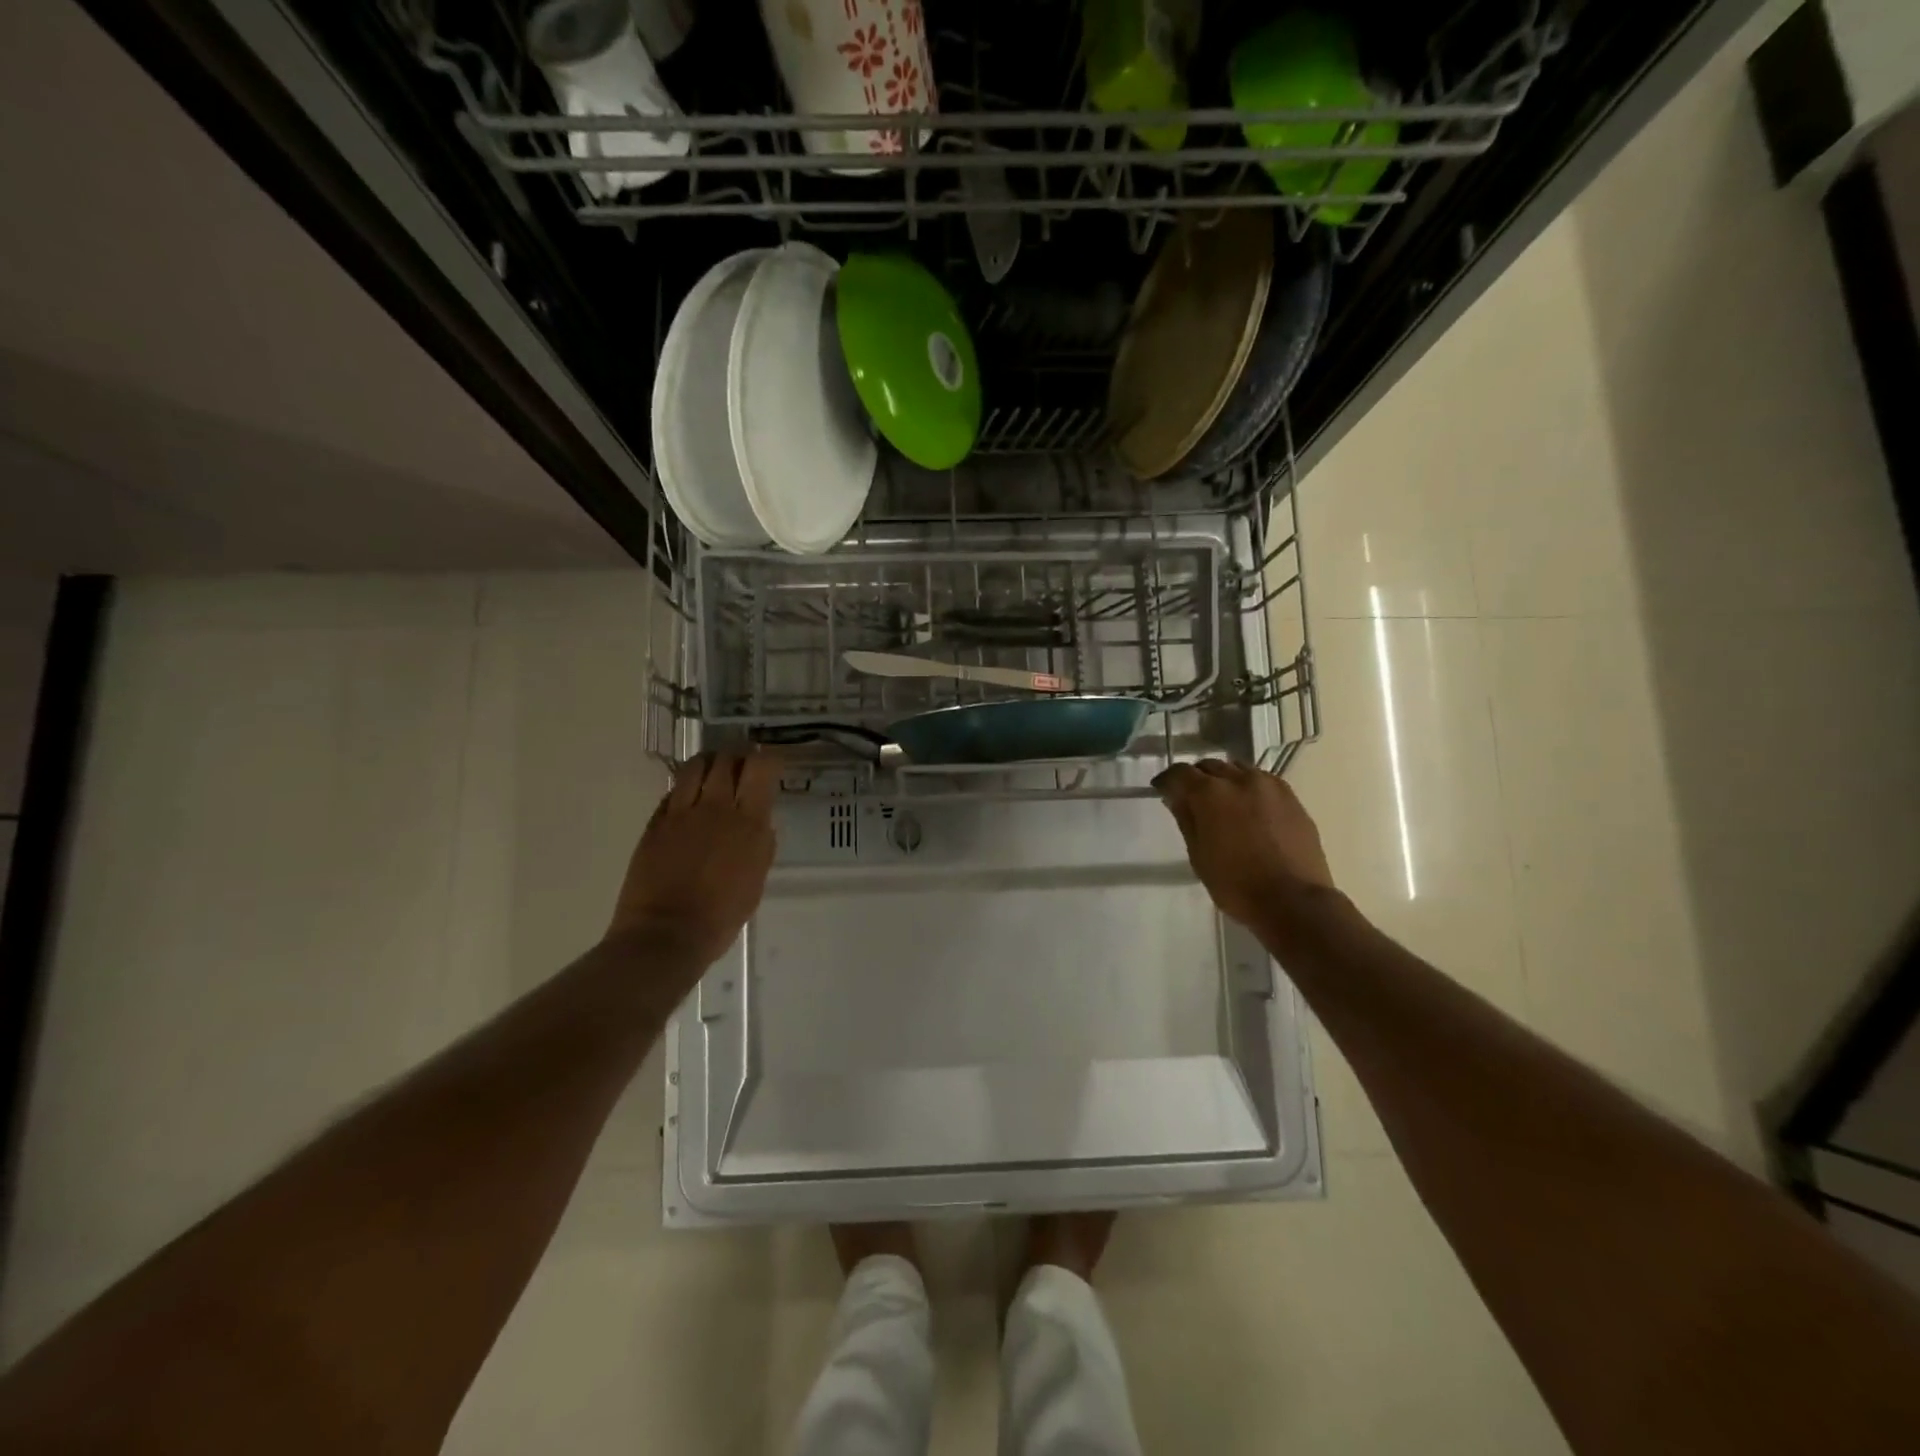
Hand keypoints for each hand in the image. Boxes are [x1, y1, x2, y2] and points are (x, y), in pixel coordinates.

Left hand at [608, 749, 779, 967]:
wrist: (667, 934)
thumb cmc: (721, 916)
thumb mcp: (756, 880)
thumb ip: (760, 845)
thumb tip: (759, 823)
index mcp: (749, 822)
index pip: (761, 767)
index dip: (768, 758)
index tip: (770, 764)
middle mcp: (717, 807)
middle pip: (727, 759)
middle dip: (738, 756)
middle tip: (742, 765)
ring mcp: (682, 811)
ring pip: (696, 765)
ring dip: (709, 763)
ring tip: (713, 772)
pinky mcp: (656, 822)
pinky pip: (673, 790)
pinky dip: (685, 786)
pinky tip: (689, 798)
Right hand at [1153, 759, 1333, 928]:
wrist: (1293, 901)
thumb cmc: (1236, 884)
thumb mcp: (1198, 855)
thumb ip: (1186, 819)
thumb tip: (1176, 797)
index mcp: (1210, 793)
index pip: (1180, 773)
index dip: (1167, 780)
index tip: (1162, 790)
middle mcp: (1239, 779)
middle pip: (1210, 766)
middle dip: (1197, 778)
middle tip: (1192, 798)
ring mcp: (1269, 786)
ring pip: (1238, 769)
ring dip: (1225, 779)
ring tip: (1223, 801)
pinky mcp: (1291, 798)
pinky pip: (1263, 781)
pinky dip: (1249, 788)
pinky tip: (1250, 808)